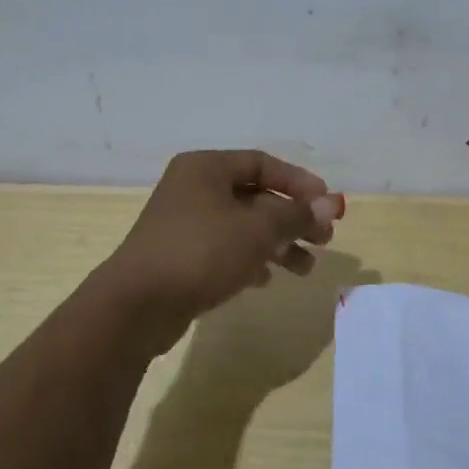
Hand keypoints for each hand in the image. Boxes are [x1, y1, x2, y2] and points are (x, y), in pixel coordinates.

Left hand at [97, 149, 344, 346]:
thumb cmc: (201, 252)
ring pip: (242, 226)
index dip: (299, 182)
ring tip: (305, 269)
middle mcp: (193, 188)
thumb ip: (296, 215)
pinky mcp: (180, 256)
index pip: (262, 163)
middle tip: (324, 239)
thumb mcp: (257, 230)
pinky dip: (249, 260)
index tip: (327, 204)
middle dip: (292, 218)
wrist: (138, 304)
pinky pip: (224, 249)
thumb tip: (331, 204)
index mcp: (206, 168)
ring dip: (277, 244)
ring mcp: (184, 223)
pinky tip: (268, 280)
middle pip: (255, 196)